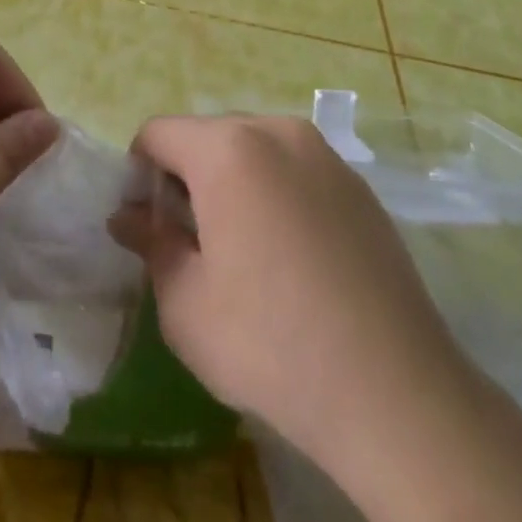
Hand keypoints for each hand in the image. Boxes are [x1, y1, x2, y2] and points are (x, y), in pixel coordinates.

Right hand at [112, 115, 472, 467]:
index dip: (139, 173)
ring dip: (231, 183)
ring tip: (239, 250)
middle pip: (208, 135)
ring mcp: (324, 154)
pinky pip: (295, 169)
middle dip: (185, 177)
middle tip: (187, 241)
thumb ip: (152, 244)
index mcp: (228, 149)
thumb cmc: (270, 344)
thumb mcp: (186, 305)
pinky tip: (288, 256)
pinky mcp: (357, 184)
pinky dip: (274, 192)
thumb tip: (128, 217)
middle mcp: (278, 132)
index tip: (143, 225)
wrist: (392, 389)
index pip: (159, 133)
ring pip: (254, 149)